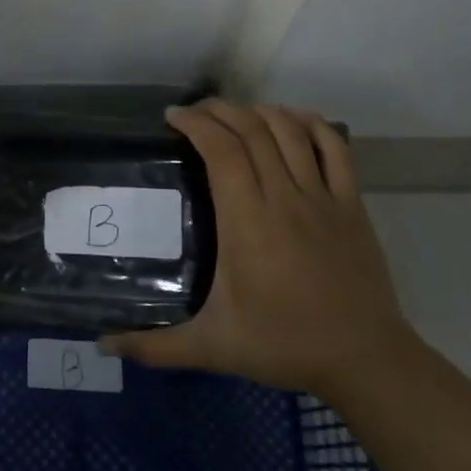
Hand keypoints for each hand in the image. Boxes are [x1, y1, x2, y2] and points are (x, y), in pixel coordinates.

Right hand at [101, 101, 412, 397]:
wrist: (365, 360)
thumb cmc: (284, 345)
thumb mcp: (212, 348)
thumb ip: (155, 347)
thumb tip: (104, 346)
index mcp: (247, 222)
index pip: (221, 150)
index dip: (196, 123)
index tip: (172, 117)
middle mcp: (284, 199)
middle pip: (251, 131)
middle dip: (219, 111)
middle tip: (194, 112)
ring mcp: (323, 198)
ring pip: (290, 132)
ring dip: (259, 112)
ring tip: (235, 114)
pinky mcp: (352, 205)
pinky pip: (335, 148)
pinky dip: (311, 124)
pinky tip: (292, 120)